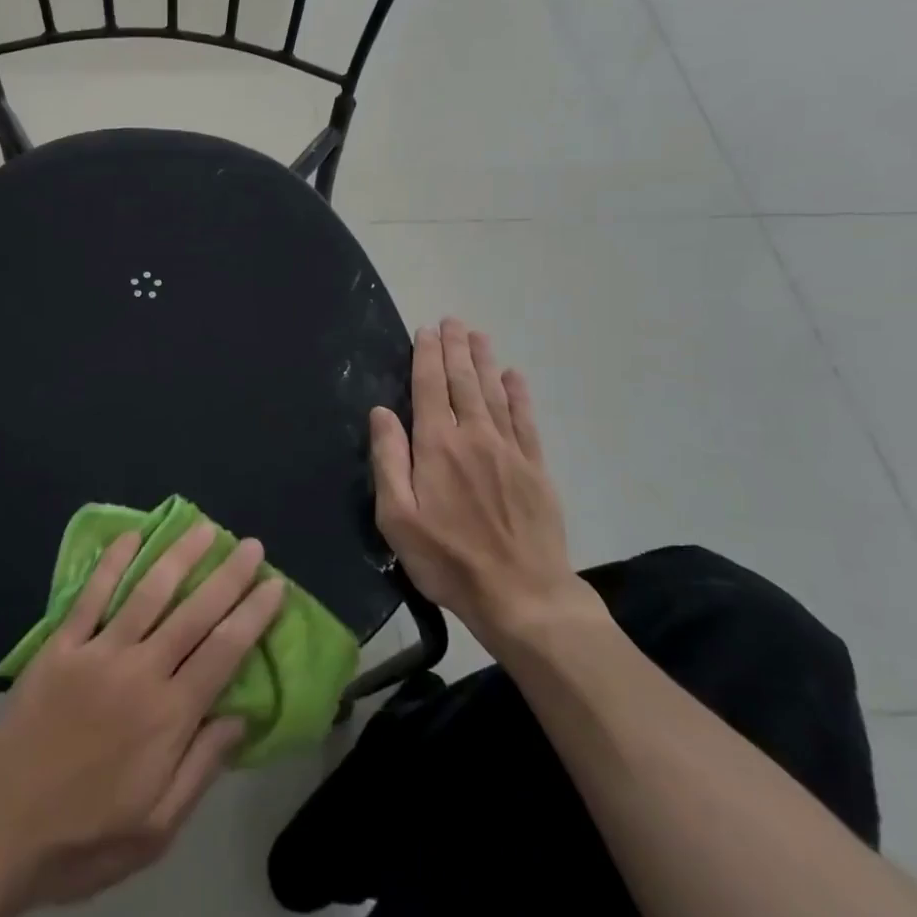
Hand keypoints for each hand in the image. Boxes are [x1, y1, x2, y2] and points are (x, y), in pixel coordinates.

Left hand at [0, 523, 284, 913]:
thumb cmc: (82, 840)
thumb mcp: (155, 830)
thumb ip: (201, 767)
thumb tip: (242, 716)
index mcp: (168, 717)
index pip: (223, 652)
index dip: (252, 615)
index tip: (275, 585)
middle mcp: (139, 672)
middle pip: (193, 612)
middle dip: (227, 576)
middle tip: (251, 545)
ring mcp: (97, 652)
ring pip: (148, 592)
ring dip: (179, 556)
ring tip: (203, 527)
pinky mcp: (61, 646)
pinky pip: (92, 595)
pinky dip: (113, 562)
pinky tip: (132, 536)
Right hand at [370, 319, 608, 645]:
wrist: (523, 595)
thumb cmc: (448, 560)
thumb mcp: (398, 518)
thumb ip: (388, 460)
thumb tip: (381, 412)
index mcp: (437, 446)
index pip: (429, 388)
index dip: (426, 357)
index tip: (426, 331)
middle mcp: (474, 437)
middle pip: (462, 382)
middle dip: (455, 349)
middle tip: (452, 321)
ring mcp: (510, 451)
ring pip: (494, 393)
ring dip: (484, 361)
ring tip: (477, 336)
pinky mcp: (535, 468)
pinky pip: (525, 420)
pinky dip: (518, 395)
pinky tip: (514, 377)